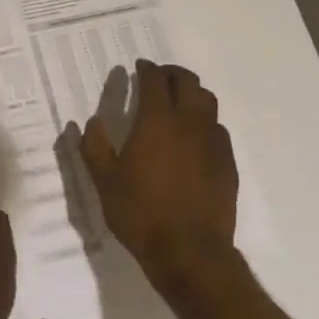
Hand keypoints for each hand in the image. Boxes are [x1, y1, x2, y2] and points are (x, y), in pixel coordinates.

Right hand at [80, 60, 239, 300]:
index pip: (155, 81)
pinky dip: (204, 122)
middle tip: (159, 77)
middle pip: (188, 83)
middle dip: (172, 74)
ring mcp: (213, 142)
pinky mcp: (228, 162)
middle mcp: (189, 123)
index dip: (147, 69)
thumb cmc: (140, 213)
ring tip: (179, 102)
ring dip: (192, 94)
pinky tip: (194, 138)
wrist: (189, 251)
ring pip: (208, 102)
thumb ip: (94, 147)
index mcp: (157, 121)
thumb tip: (90, 123)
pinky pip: (218, 129)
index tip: (139, 67)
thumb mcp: (104, 181)